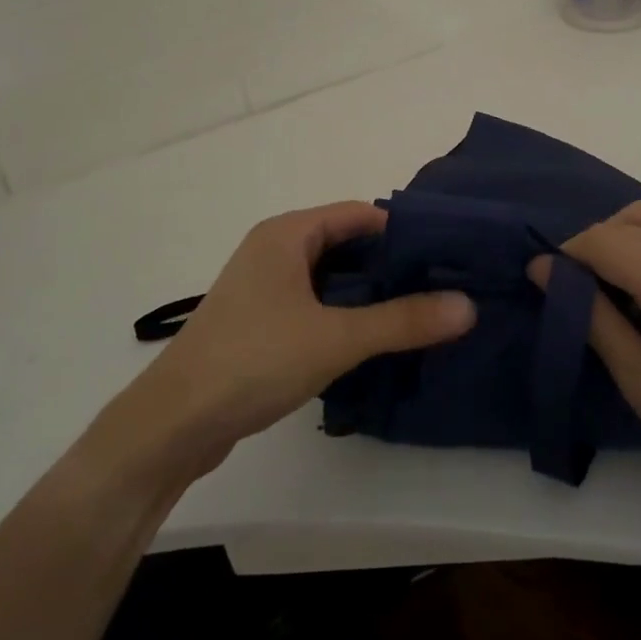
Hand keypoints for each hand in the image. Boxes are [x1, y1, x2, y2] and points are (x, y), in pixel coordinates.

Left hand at [99, 202, 475, 480]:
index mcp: (287, 234)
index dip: (402, 231)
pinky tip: (371, 341)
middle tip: (440, 287)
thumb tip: (468, 305)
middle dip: (389, 266)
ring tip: (416, 314)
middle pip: (345, 244)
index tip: (445, 255)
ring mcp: (261, 287)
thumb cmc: (254, 360)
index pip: (358, 214)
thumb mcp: (336, 338)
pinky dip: (342, 315)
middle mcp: (273, 250)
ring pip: (328, 279)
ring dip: (367, 294)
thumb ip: (403, 320)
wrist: (172, 425)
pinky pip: (311, 304)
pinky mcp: (257, 323)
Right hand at [532, 201, 640, 499]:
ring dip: (621, 237)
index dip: (569, 254)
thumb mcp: (639, 381)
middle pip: (626, 220)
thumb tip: (544, 269)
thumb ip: (592, 317)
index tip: (549, 281)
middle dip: (592, 244)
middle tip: (580, 288)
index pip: (605, 241)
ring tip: (614, 283)